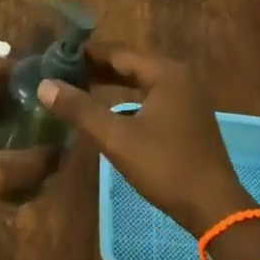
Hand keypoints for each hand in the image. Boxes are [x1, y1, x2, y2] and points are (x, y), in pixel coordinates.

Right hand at [37, 45, 251, 234]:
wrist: (214, 207)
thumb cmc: (165, 167)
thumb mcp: (117, 138)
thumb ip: (80, 109)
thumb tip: (44, 85)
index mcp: (166, 73)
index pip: (118, 52)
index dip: (85, 54)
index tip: (55, 56)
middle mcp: (179, 77)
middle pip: (130, 63)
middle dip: (96, 67)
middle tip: (60, 72)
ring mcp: (187, 97)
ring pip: (140, 80)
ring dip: (111, 82)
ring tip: (77, 86)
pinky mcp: (187, 116)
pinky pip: (151, 96)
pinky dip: (127, 97)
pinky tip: (107, 108)